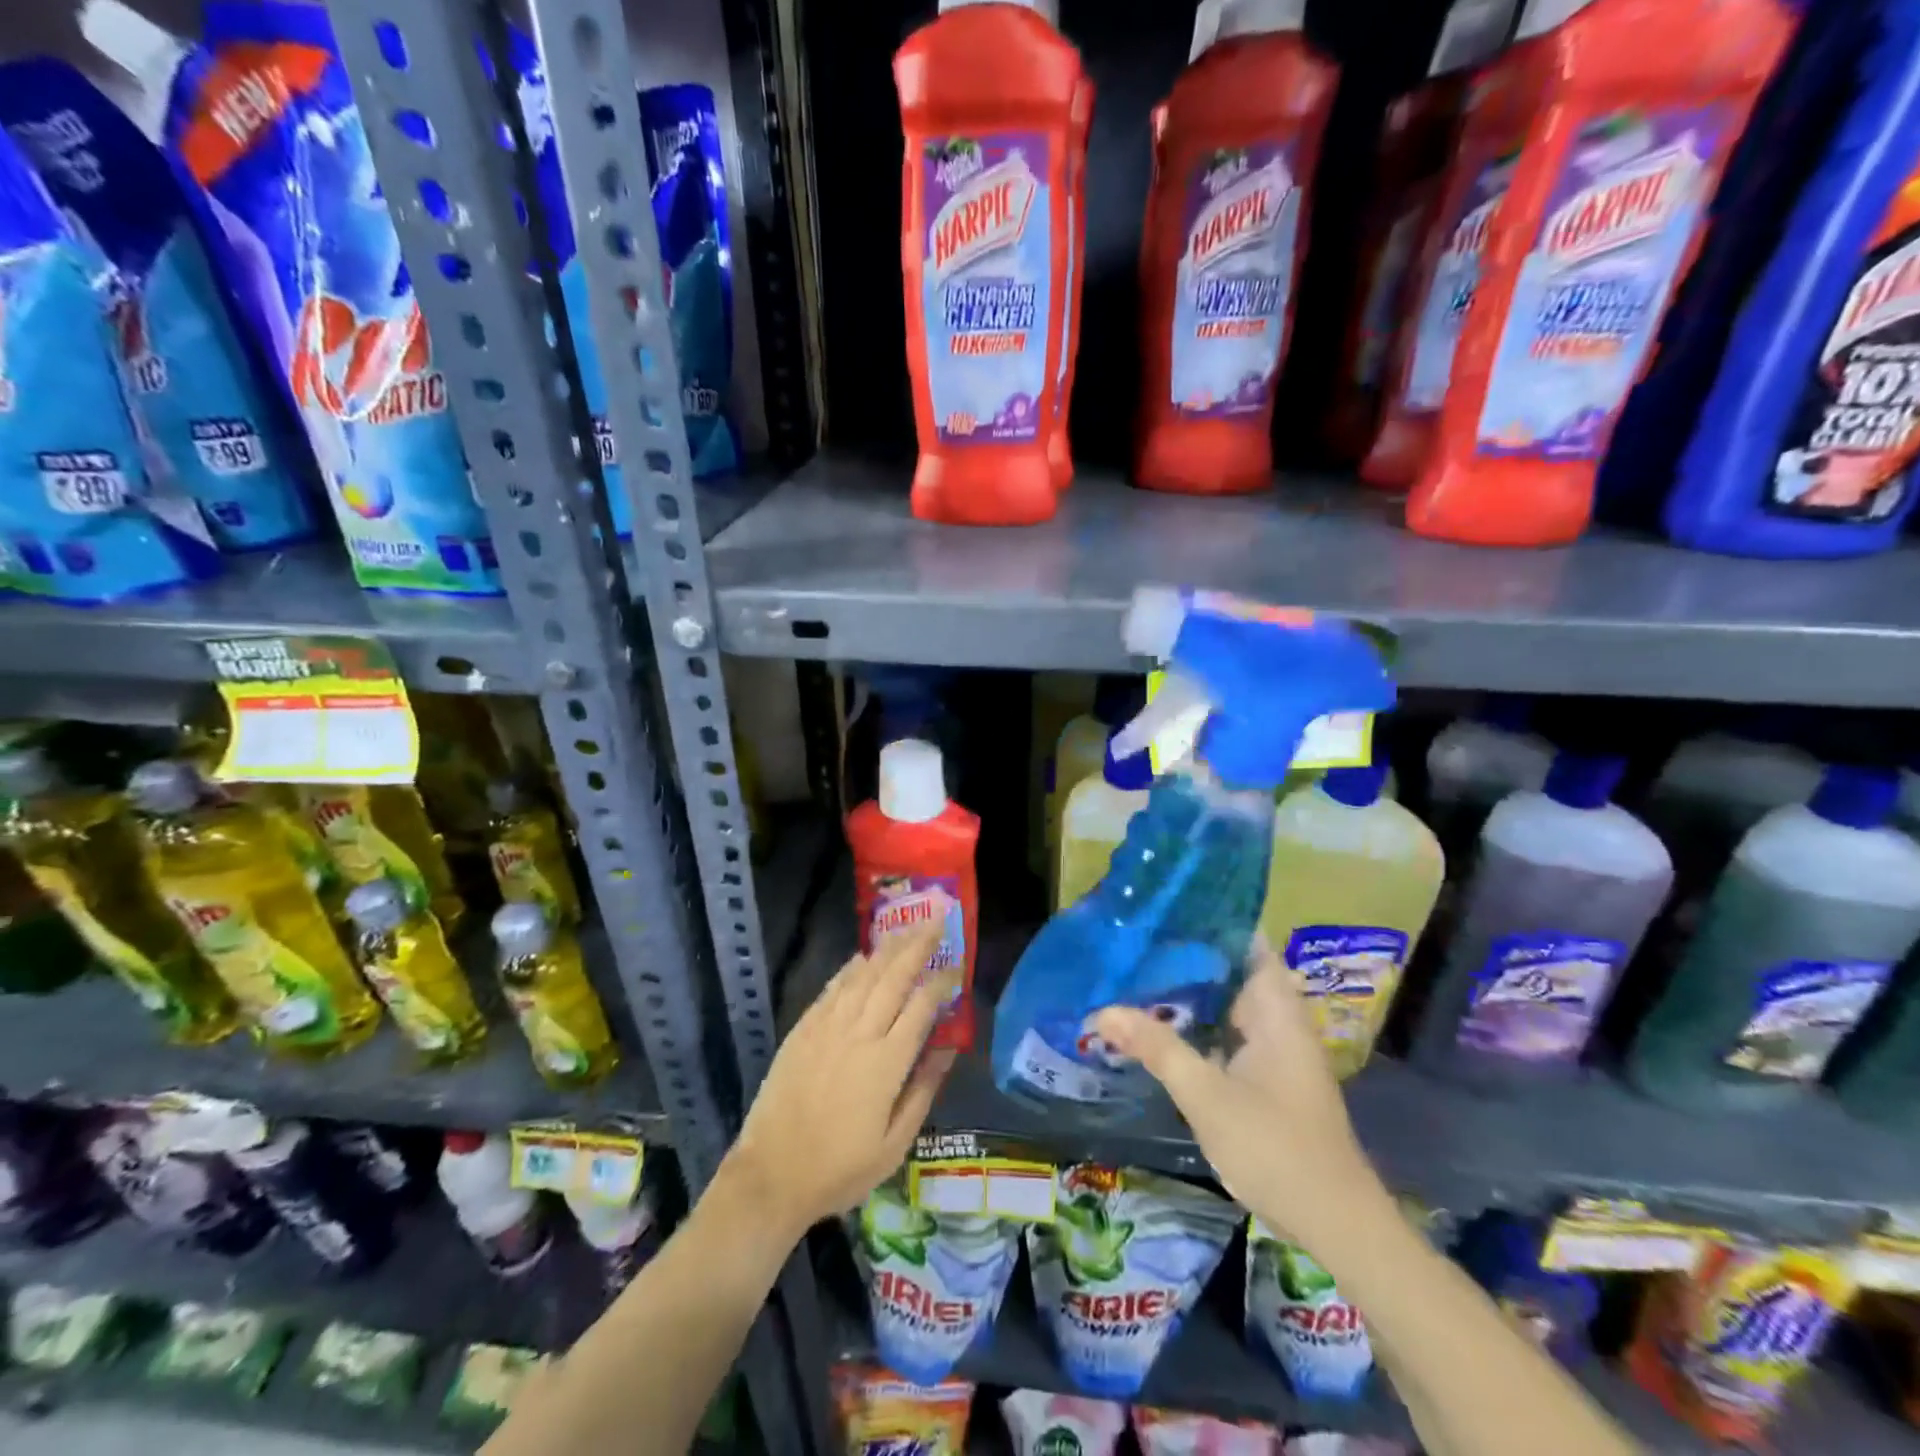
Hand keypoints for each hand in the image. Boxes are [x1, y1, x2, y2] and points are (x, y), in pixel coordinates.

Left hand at [720, 914, 959, 1237]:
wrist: (772, 1175)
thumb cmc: (840, 1168)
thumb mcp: (895, 1144)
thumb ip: (923, 1090)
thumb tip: (948, 1049)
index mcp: (887, 1062)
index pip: (921, 1006)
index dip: (942, 982)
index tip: (956, 967)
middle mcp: (859, 1033)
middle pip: (894, 977)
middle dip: (918, 945)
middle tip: (936, 920)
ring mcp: (827, 1027)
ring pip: (863, 975)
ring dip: (887, 949)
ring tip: (906, 928)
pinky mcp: (803, 1030)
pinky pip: (832, 988)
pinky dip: (850, 968)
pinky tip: (863, 956)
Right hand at [1092, 944, 1387, 1250]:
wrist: (1335, 1224)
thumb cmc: (1275, 1148)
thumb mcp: (1207, 1095)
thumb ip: (1158, 1048)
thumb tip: (1103, 1010)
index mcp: (1276, 1010)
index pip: (1247, 943)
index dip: (1211, 920)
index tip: (1166, 907)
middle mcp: (1279, 1021)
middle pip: (1232, 971)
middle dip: (1186, 955)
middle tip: (1135, 940)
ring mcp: (1275, 1051)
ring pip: (1227, 1005)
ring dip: (1190, 993)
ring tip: (1137, 973)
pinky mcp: (1267, 1077)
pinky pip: (1227, 1034)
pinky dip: (1198, 1025)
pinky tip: (1161, 1026)